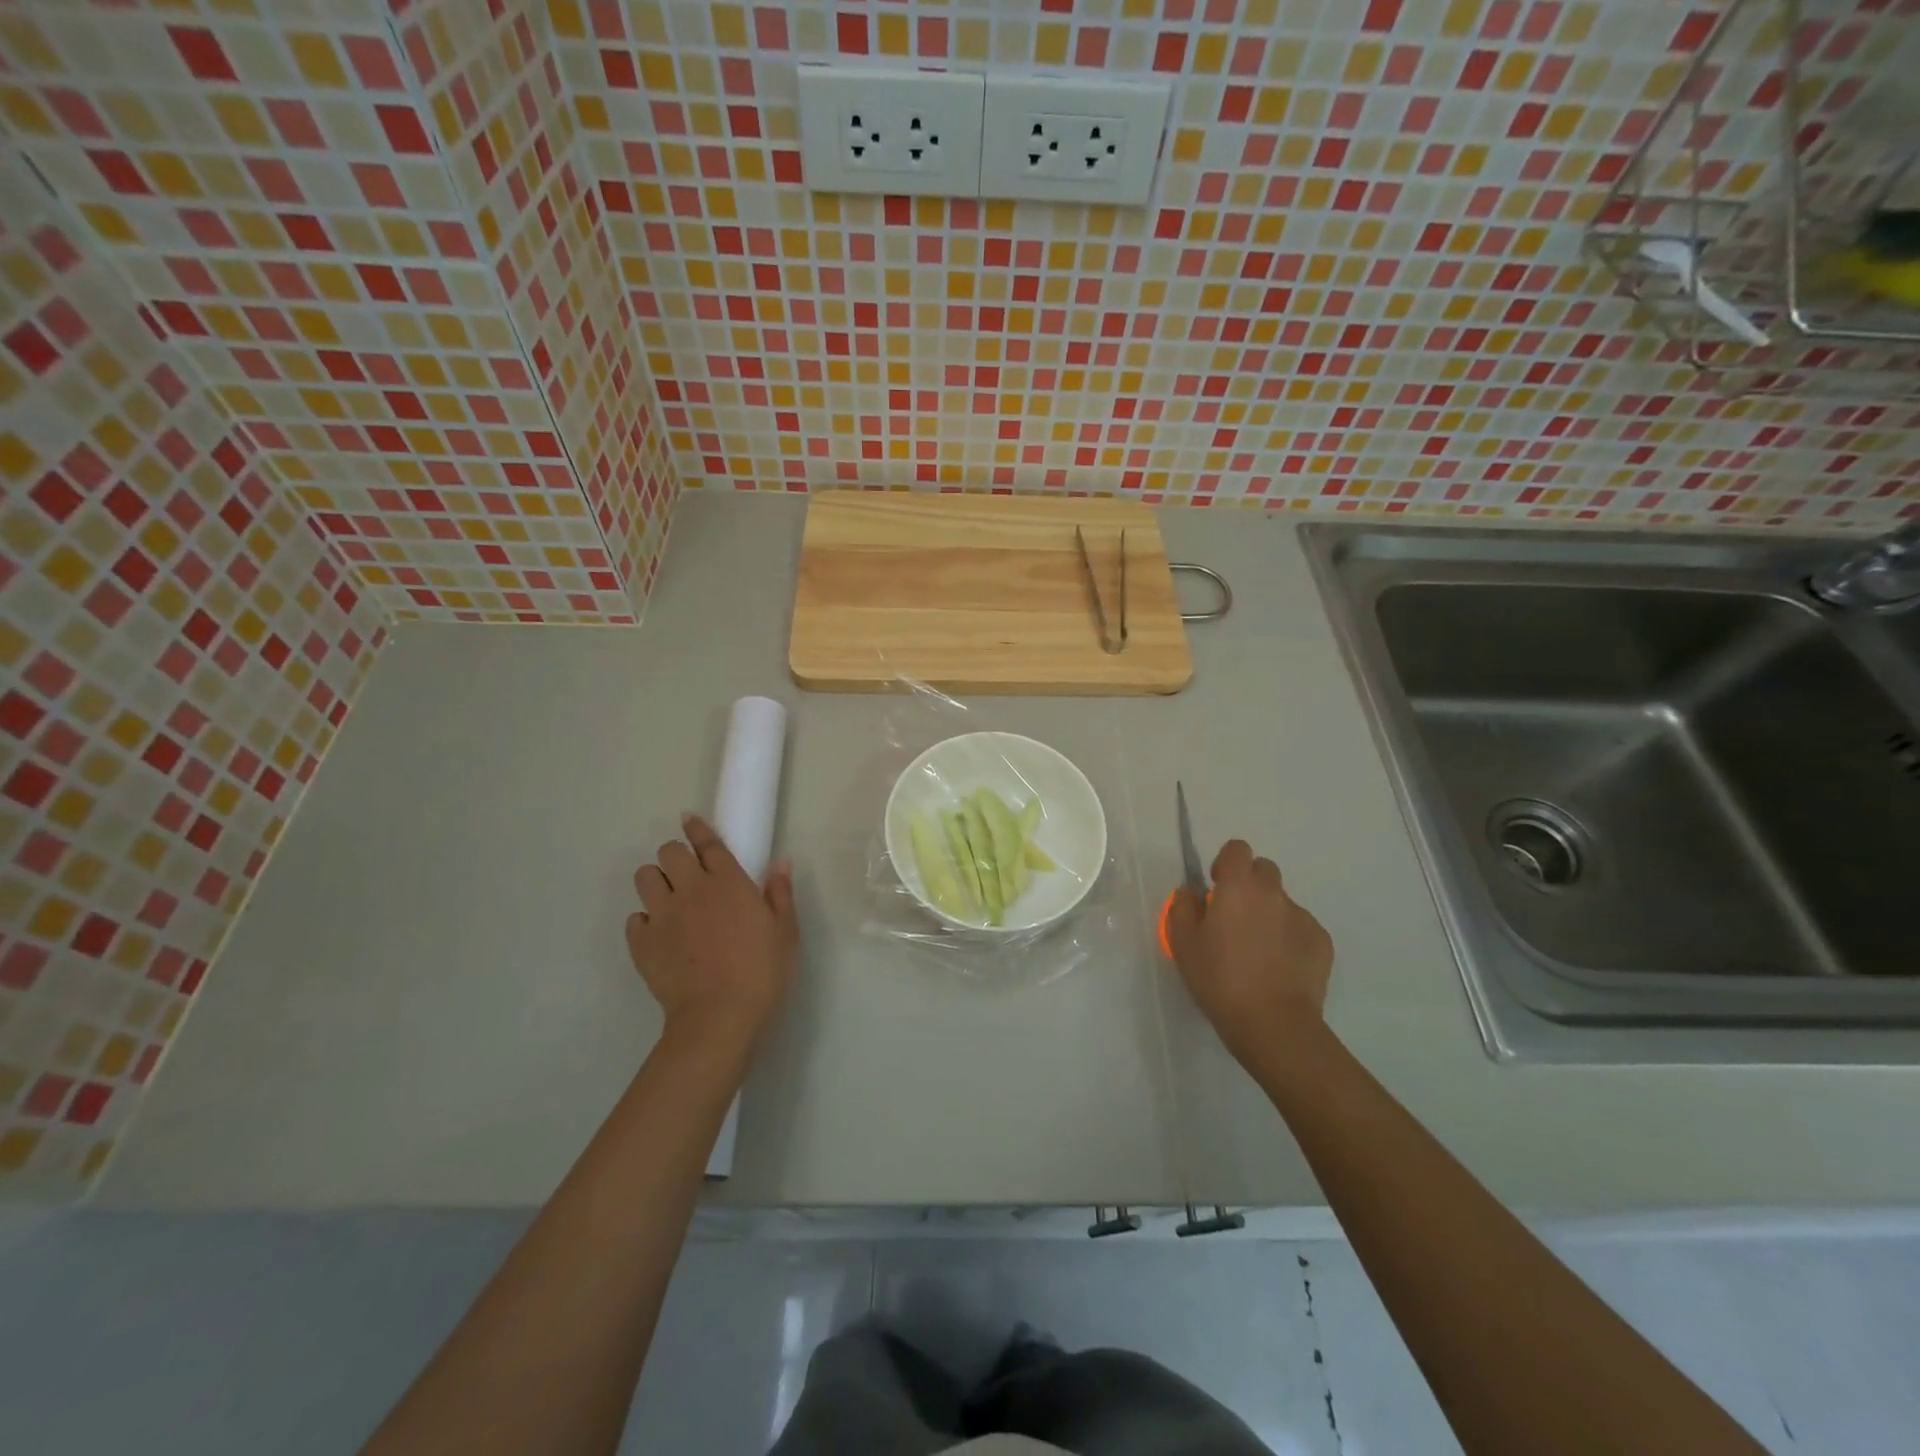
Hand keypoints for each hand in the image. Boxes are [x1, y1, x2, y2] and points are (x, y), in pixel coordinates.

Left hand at [625, 814, 798, 1062]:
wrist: (719, 1016)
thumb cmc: (762, 971)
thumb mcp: (786, 931)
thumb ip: (780, 893)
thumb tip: (781, 862)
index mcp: (728, 881)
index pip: (707, 842)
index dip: (697, 828)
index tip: (689, 819)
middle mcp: (691, 889)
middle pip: (669, 852)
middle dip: (676, 856)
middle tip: (688, 874)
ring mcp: (662, 915)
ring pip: (645, 877)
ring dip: (656, 881)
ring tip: (669, 900)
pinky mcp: (641, 943)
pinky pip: (634, 918)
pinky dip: (645, 921)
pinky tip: (659, 935)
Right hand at [1163, 839, 1333, 1067]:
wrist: (1273, 1023)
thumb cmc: (1220, 979)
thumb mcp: (1183, 944)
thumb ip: (1182, 908)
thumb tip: (1191, 892)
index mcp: (1238, 886)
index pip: (1237, 849)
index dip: (1226, 864)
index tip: (1217, 888)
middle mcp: (1273, 893)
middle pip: (1264, 870)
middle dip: (1249, 885)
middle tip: (1235, 919)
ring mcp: (1302, 916)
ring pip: (1282, 902)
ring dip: (1268, 914)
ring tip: (1258, 952)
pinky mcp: (1322, 942)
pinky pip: (1300, 928)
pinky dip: (1289, 939)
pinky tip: (1279, 968)